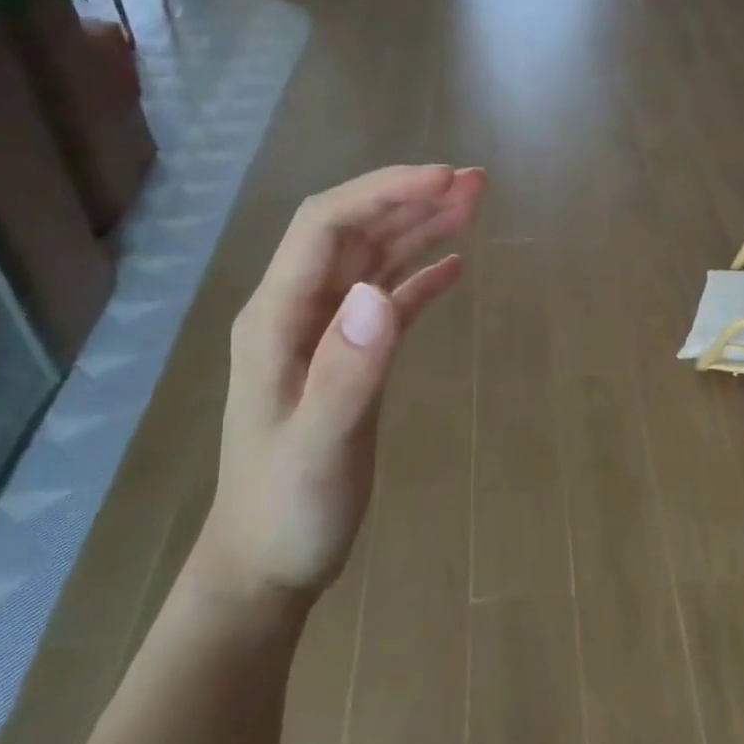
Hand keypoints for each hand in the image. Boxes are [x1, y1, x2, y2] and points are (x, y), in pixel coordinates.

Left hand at [193, 164, 485, 610]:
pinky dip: (421, 278)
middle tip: (476, 182)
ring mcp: (325, 337)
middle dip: (410, 198)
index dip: (386, 192)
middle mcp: (299, 314)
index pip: (328, 226)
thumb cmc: (288, 510)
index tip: (446, 178)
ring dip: (420, 228)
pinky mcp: (351, 361)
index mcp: (279, 319)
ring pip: (374, 261)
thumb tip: (378, 295)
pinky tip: (455, 266)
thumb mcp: (318, 447)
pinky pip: (388, 302)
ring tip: (473, 205)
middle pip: (354, 231)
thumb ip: (347, 372)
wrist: (267, 564)